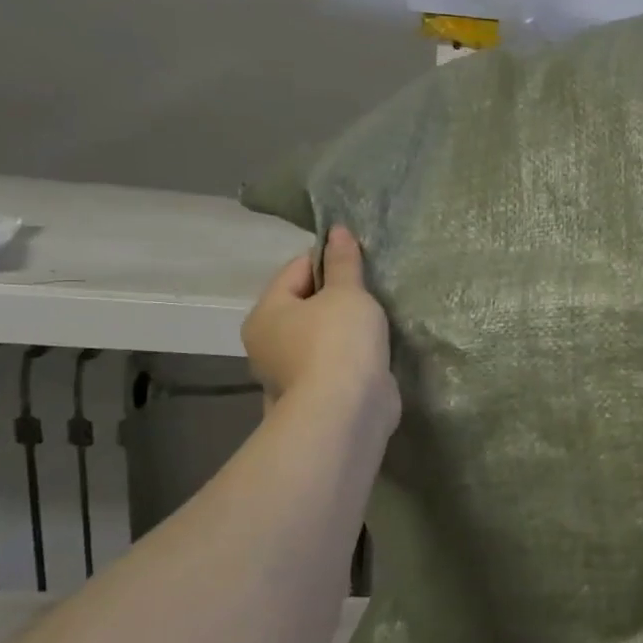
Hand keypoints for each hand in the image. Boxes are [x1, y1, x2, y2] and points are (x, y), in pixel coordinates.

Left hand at [242, 226, 398, 428]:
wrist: (347, 412)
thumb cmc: (340, 342)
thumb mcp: (347, 293)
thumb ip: (343, 262)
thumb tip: (337, 229)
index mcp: (266, 313)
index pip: (296, 270)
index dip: (328, 260)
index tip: (361, 263)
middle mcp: (267, 344)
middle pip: (305, 305)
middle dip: (336, 297)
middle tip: (372, 292)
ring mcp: (289, 375)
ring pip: (319, 337)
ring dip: (343, 329)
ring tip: (376, 322)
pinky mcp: (314, 396)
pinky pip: (333, 364)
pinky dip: (349, 357)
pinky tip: (372, 353)